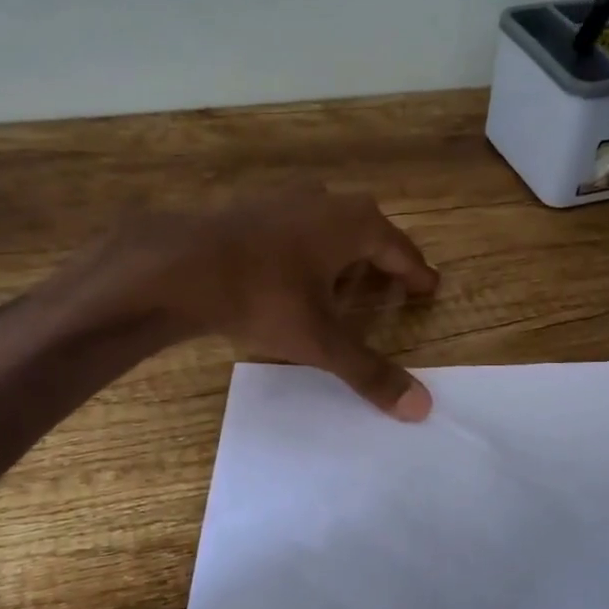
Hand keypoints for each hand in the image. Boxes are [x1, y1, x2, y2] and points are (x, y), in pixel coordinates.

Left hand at [104, 187, 438, 420]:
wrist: (179, 266)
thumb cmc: (263, 296)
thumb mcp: (320, 340)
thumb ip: (369, 372)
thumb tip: (421, 408)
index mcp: (354, 224)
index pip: (401, 251)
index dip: (416, 274)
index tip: (429, 287)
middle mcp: (326, 202)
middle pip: (368, 232)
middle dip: (381, 259)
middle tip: (393, 285)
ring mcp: (286, 200)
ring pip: (329, 227)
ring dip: (342, 253)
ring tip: (345, 283)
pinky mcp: (252, 208)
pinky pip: (296, 229)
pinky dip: (307, 251)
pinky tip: (293, 275)